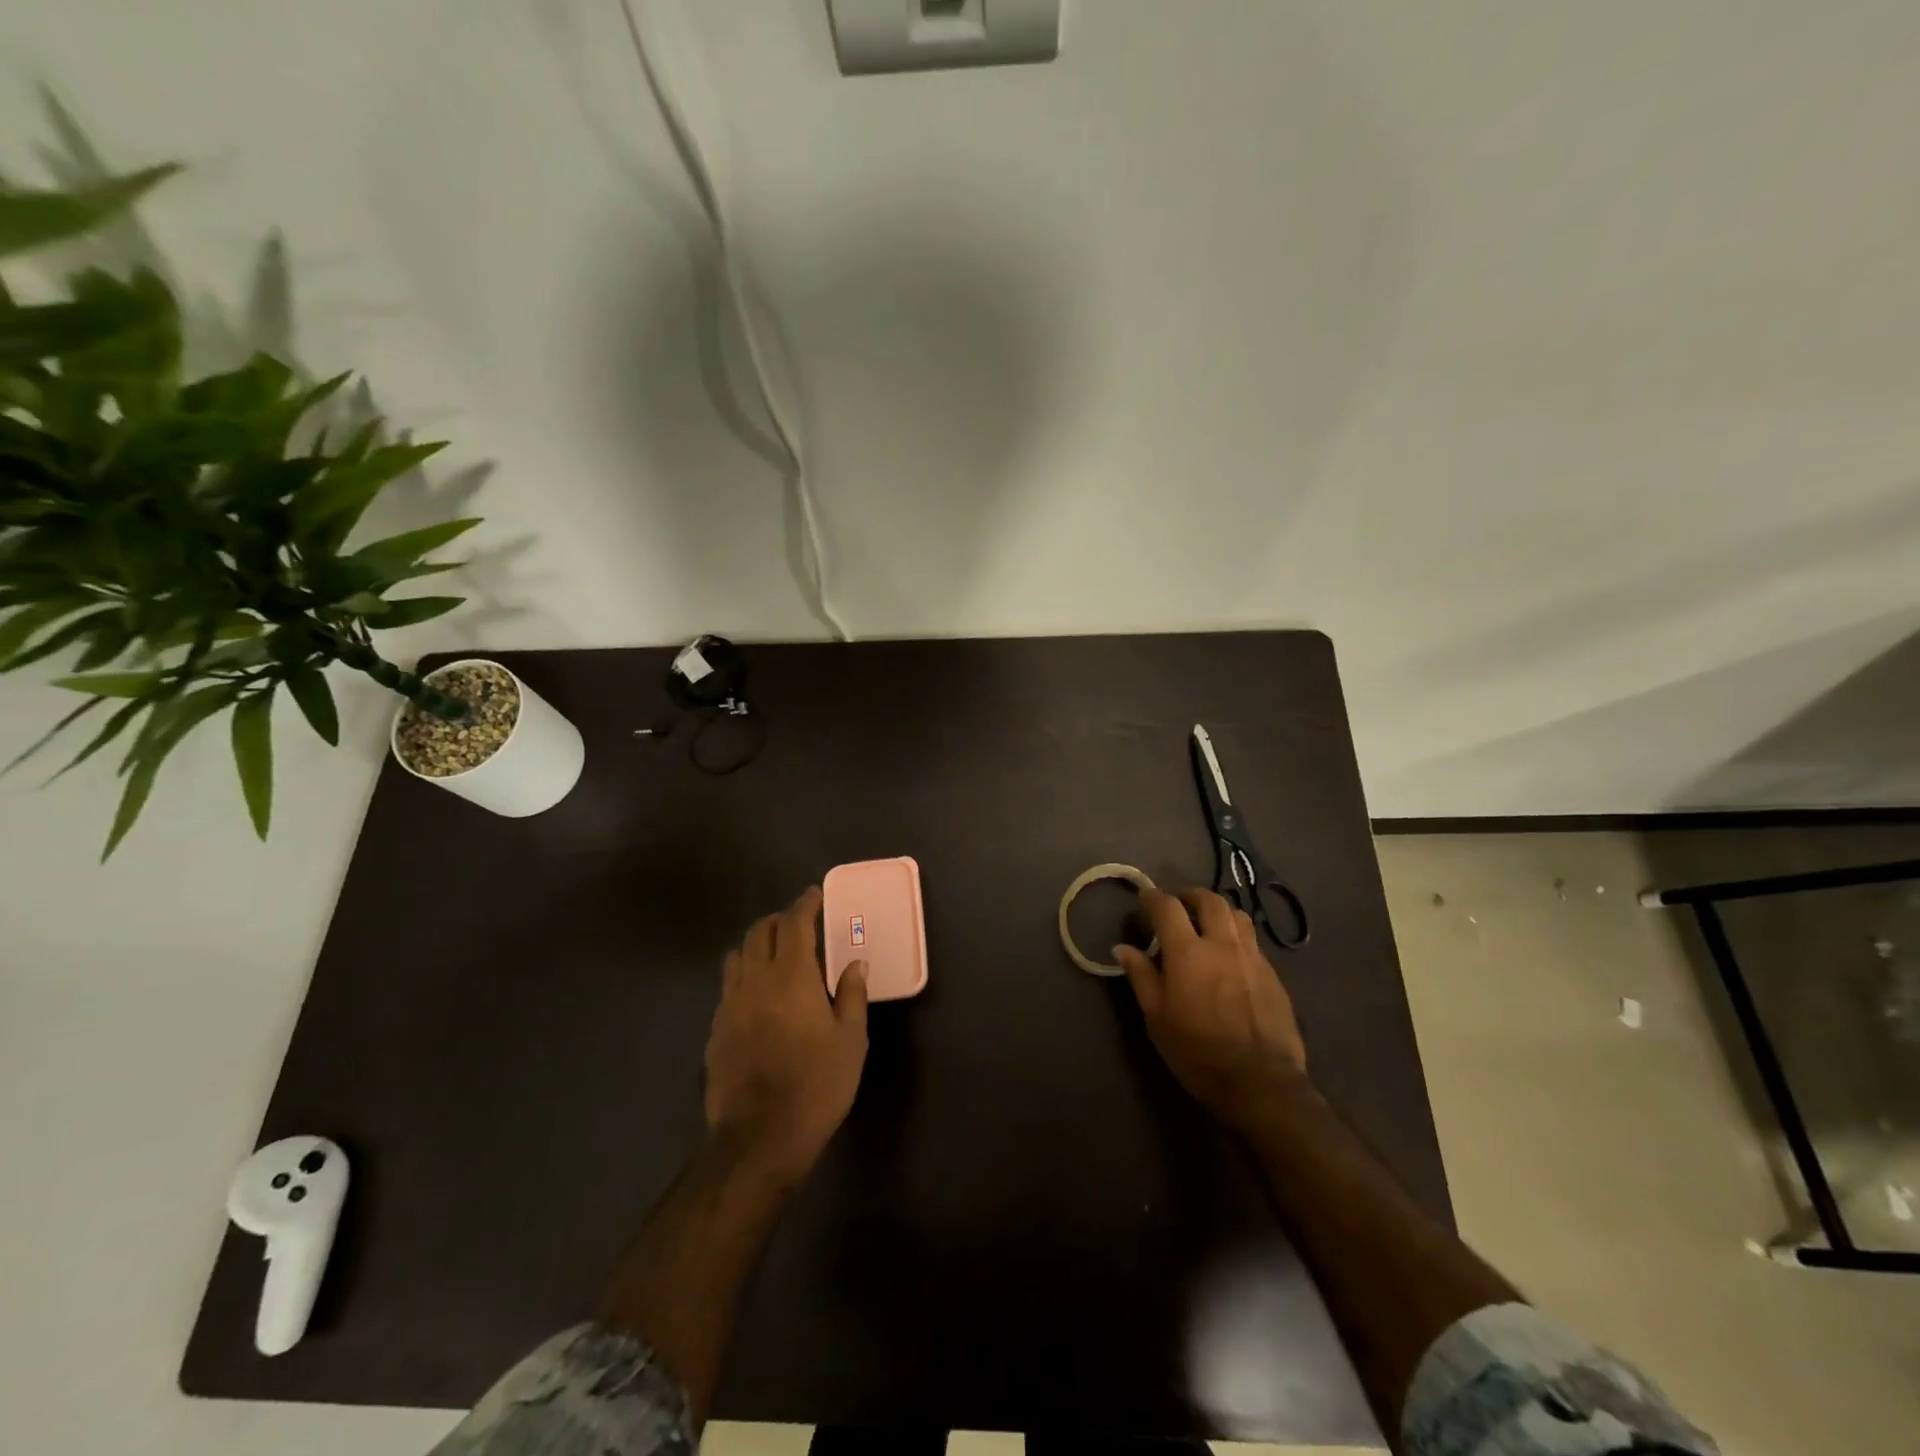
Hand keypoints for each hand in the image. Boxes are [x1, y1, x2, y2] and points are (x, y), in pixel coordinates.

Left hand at [704, 887, 868, 1181]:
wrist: (759, 1137)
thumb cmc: (816, 1085)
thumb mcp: (850, 1041)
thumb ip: (851, 995)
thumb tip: (854, 964)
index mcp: (792, 976)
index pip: (794, 923)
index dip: (804, 904)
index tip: (815, 895)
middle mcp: (756, 980)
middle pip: (760, 932)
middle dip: (779, 919)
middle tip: (799, 924)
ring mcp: (730, 1004)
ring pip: (738, 955)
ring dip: (757, 943)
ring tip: (776, 953)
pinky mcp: (716, 1029)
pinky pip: (729, 985)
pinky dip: (744, 973)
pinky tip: (758, 994)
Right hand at [1113, 887, 1309, 1132]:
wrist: (1261, 1083)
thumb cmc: (1198, 1052)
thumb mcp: (1157, 1018)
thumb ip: (1141, 977)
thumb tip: (1122, 947)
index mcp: (1189, 952)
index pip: (1167, 907)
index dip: (1153, 897)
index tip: (1144, 896)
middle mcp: (1223, 944)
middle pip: (1210, 900)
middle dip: (1190, 895)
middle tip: (1178, 904)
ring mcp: (1252, 957)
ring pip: (1237, 915)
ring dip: (1218, 911)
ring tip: (1207, 923)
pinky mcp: (1273, 974)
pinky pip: (1252, 941)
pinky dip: (1236, 935)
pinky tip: (1229, 955)